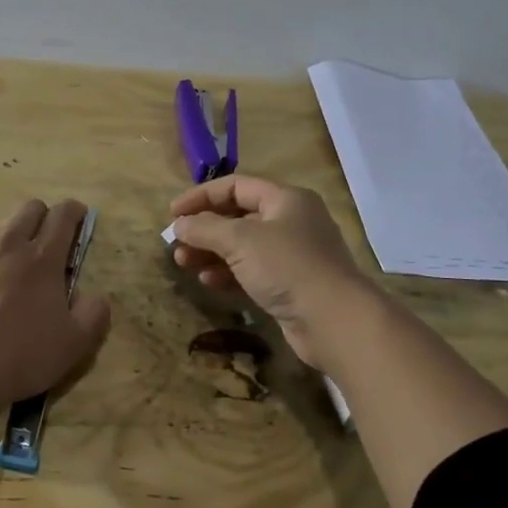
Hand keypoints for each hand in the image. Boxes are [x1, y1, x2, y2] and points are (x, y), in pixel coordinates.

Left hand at [0, 198, 111, 416]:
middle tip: (53, 242)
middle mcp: (10, 247)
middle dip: (46, 216)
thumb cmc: (24, 354)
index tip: (81, 217)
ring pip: (3, 230)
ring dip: (18, 239)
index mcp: (44, 258)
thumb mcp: (76, 342)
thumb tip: (95, 295)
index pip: (62, 215)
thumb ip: (94, 313)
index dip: (75, 211)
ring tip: (22, 272)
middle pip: (30, 209)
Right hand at [169, 175, 382, 369]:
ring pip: (242, 246)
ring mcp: (292, 255)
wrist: (334, 321)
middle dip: (204, 229)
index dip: (201, 196)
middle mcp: (291, 221)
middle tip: (176, 244)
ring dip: (211, 252)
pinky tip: (208, 282)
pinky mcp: (290, 284)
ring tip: (184, 264)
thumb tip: (179, 224)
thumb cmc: (287, 267)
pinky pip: (251, 271)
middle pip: (238, 216)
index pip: (235, 186)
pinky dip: (228, 273)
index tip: (173, 213)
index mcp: (285, 199)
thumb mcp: (240, 240)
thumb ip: (205, 228)